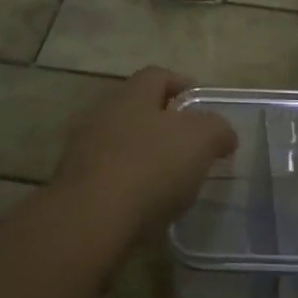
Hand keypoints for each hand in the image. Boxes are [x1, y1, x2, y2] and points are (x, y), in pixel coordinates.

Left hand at [51, 67, 236, 246]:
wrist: (89, 221)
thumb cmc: (149, 168)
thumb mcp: (200, 141)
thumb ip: (217, 129)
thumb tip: (223, 134)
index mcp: (132, 95)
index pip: (157, 75)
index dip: (181, 84)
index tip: (201, 104)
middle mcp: (102, 113)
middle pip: (137, 108)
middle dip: (162, 123)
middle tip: (189, 145)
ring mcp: (82, 149)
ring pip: (120, 142)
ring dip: (143, 154)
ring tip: (169, 179)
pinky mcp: (73, 185)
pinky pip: (108, 174)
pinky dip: (127, 183)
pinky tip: (144, 204)